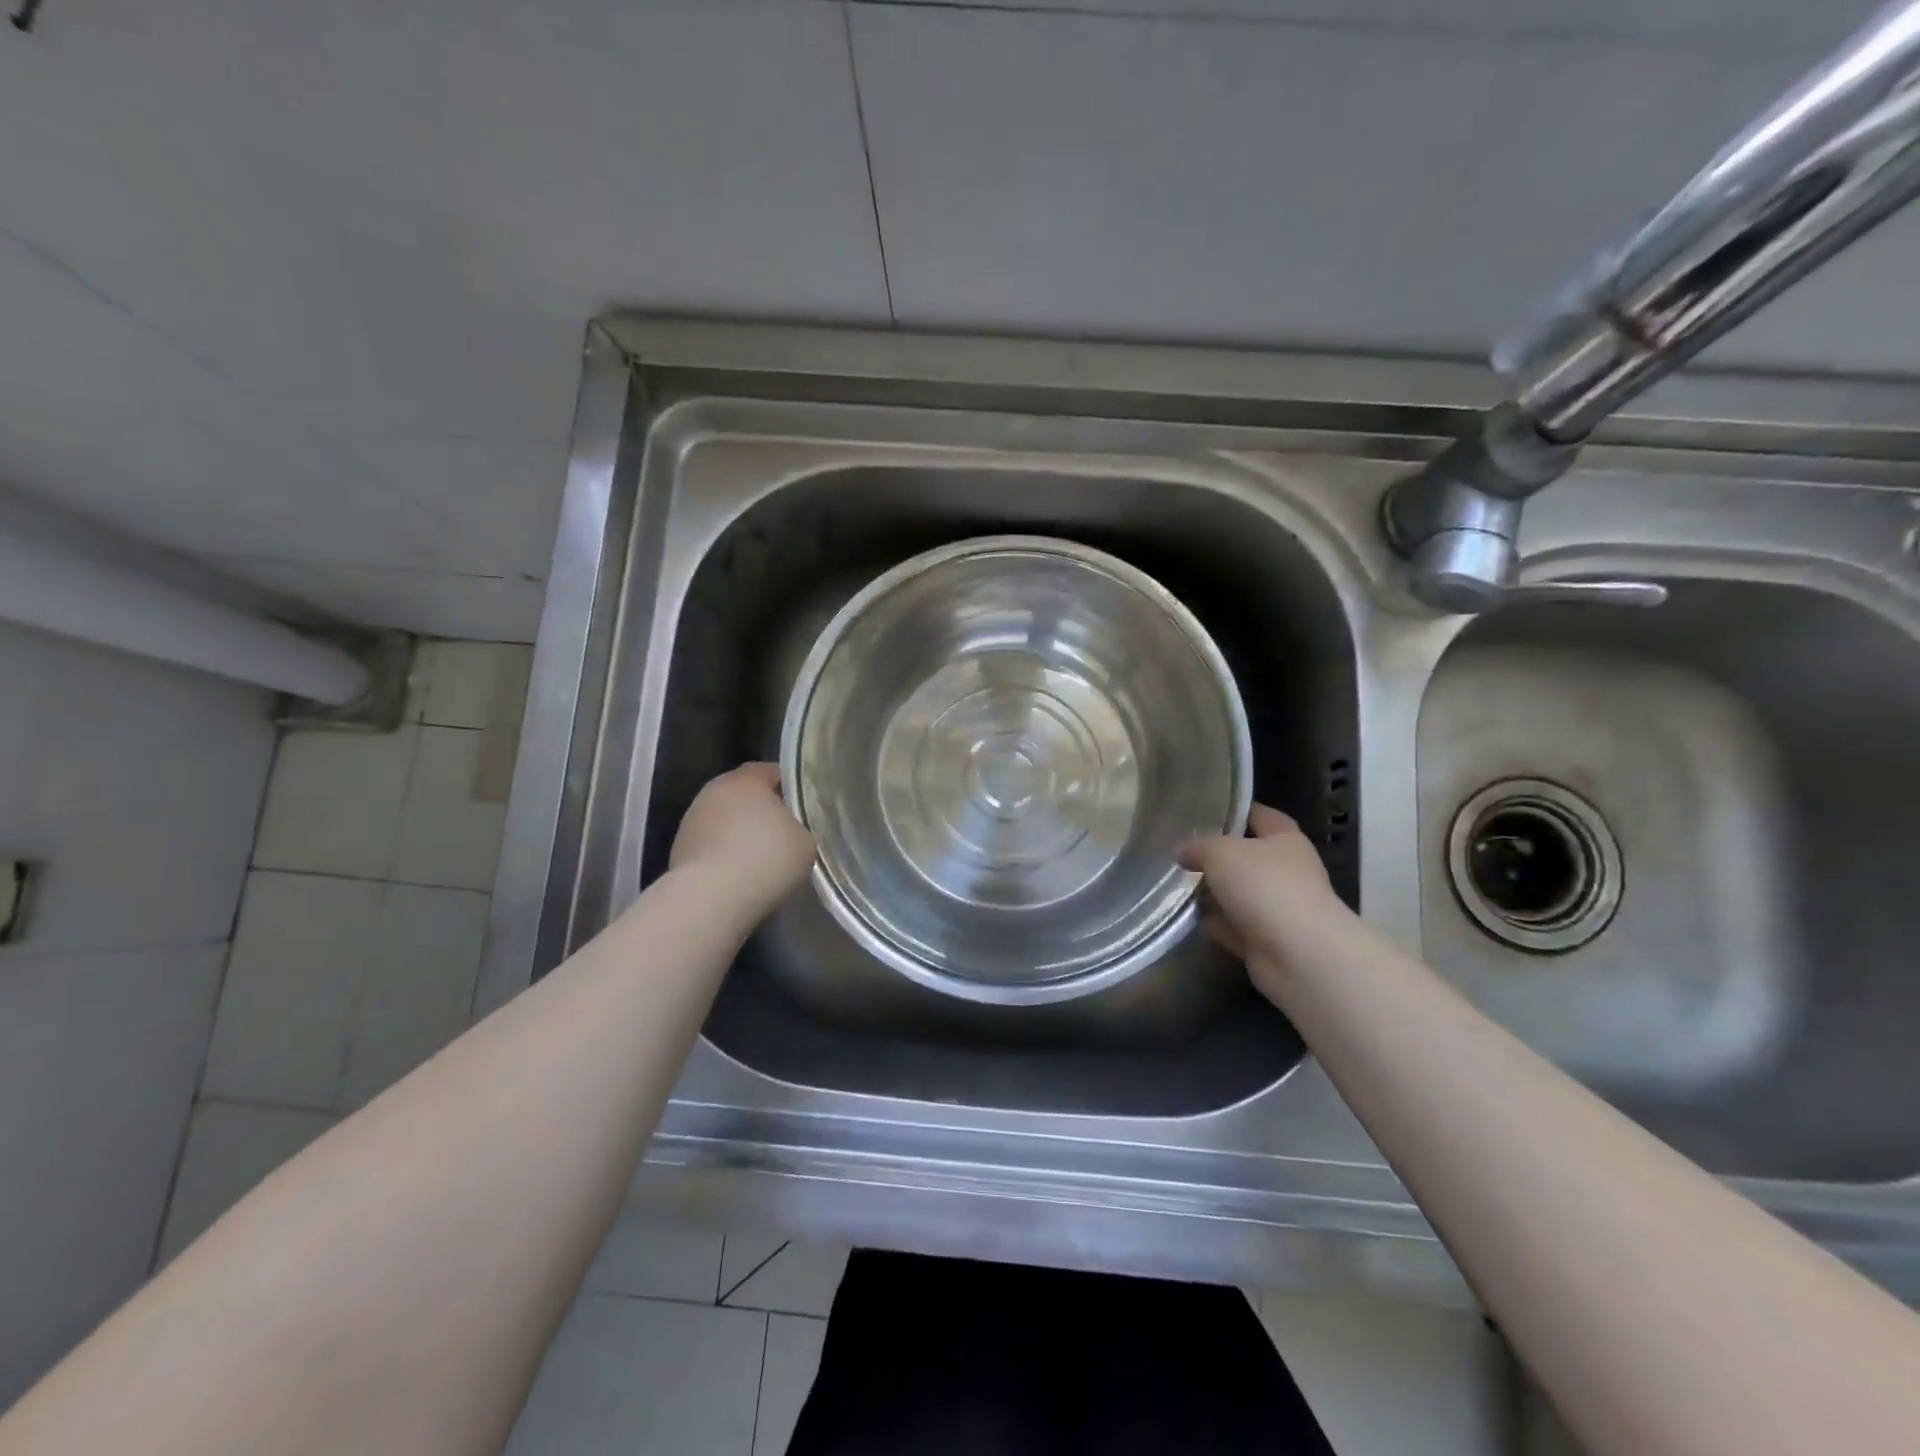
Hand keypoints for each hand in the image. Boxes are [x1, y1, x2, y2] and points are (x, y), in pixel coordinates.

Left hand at [670, 764, 816, 918]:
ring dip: (740, 833)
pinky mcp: (679, 849)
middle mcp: (714, 791)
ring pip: (725, 820)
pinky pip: (712, 845)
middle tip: (784, 831)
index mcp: (746, 780)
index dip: (789, 786)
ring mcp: (692, 820)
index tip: (803, 805)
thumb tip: (790, 829)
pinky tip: (739, 875)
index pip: (770, 771)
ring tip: (761, 858)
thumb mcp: (805, 841)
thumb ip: (800, 826)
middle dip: (762, 810)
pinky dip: (724, 854)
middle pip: (744, 795)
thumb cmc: (766, 860)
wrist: (711, 899)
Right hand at [1180, 804, 1349, 995]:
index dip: (1239, 811)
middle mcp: (1287, 872)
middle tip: (1182, 854)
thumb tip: (1186, 853)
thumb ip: (1199, 846)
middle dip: (1218, 858)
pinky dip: (1216, 925)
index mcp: (1285, 841)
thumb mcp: (1221, 851)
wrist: (1298, 955)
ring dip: (1214, 894)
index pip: (1263, 816)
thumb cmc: (1265, 886)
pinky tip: (1191, 919)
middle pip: (1248, 858)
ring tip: (1178, 887)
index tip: (1209, 810)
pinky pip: (1234, 927)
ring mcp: (1279, 909)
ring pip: (1239, 895)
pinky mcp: (1267, 942)